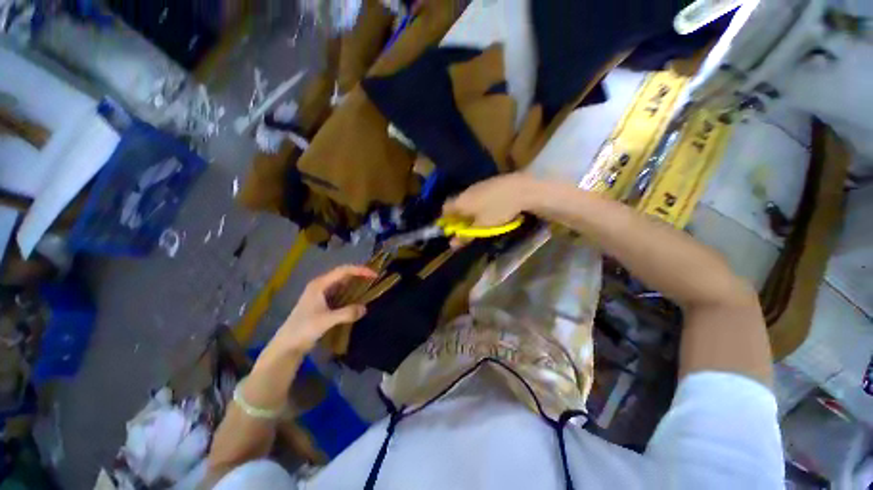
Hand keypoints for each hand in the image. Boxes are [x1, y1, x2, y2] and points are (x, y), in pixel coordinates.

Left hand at [268, 265, 375, 356]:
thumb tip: (365, 308)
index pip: (343, 271)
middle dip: (359, 275)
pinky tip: (358, 299)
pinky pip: (340, 293)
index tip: (374, 275)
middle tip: (374, 279)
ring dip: (355, 284)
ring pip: (342, 284)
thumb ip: (346, 313)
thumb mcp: (326, 320)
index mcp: (320, 284)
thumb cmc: (303, 329)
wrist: (287, 345)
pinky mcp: (322, 303)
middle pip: (343, 275)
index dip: (360, 270)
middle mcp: (321, 286)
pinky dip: (350, 294)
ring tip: (370, 287)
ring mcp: (321, 294)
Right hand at [443, 174, 537, 245]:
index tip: (451, 230)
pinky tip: (489, 210)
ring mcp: (478, 186)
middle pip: (456, 204)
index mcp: (461, 201)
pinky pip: (477, 196)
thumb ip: (465, 236)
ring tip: (478, 221)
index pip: (444, 209)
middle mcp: (466, 192)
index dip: (445, 220)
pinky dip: (478, 205)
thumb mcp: (482, 226)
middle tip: (466, 229)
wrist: (522, 189)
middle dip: (458, 217)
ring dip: (469, 211)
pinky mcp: (489, 183)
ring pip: (467, 200)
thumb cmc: (498, 209)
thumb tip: (451, 245)